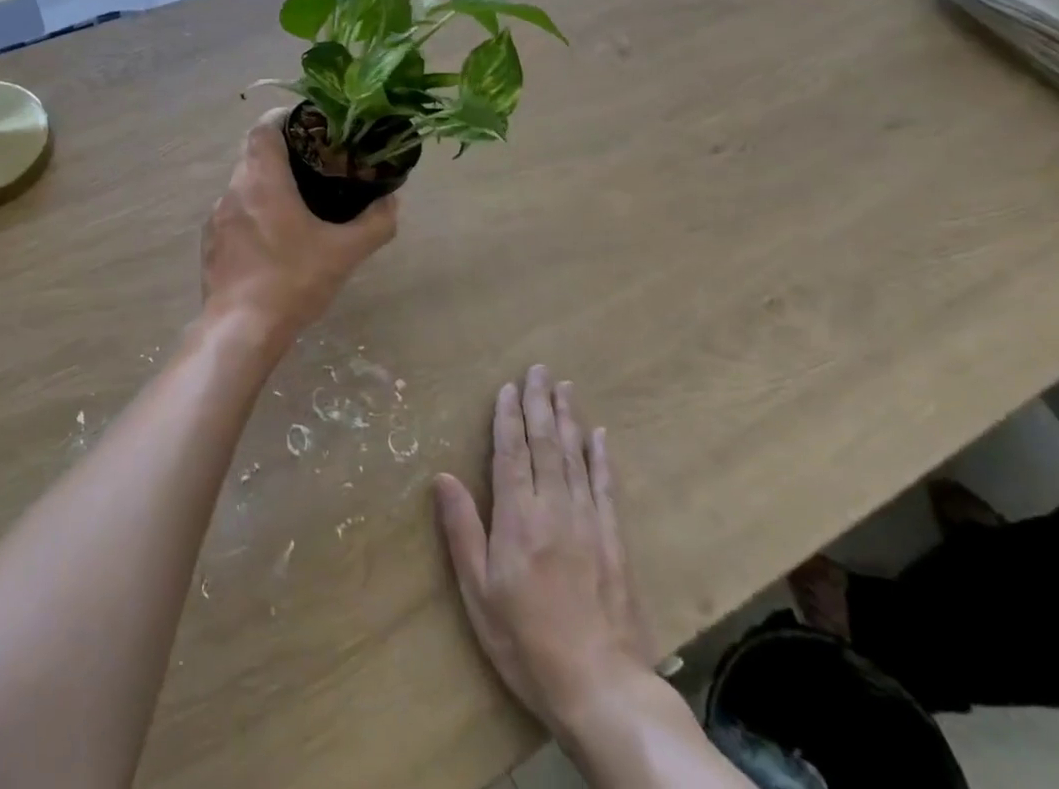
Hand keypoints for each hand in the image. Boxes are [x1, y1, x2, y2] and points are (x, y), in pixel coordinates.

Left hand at [201, 110, 397, 344]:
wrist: (240, 330)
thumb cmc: (293, 281)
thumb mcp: (344, 253)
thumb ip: (375, 223)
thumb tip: (392, 202)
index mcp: (262, 180)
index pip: (264, 128)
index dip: (285, 118)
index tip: (310, 125)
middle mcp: (233, 190)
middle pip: (254, 154)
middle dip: (282, 153)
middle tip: (314, 165)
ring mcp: (217, 218)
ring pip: (243, 185)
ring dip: (267, 186)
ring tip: (297, 202)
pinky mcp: (210, 244)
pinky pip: (234, 214)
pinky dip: (253, 213)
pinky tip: (273, 239)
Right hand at [435, 367, 657, 737]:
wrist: (603, 688)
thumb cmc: (528, 643)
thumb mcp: (480, 594)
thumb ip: (463, 532)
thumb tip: (443, 477)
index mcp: (518, 517)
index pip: (511, 452)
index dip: (508, 416)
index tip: (507, 386)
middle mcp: (554, 507)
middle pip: (545, 443)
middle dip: (539, 403)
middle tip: (539, 369)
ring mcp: (589, 521)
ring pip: (576, 455)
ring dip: (569, 418)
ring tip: (564, 387)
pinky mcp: (615, 540)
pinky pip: (607, 486)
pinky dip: (602, 457)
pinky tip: (600, 435)